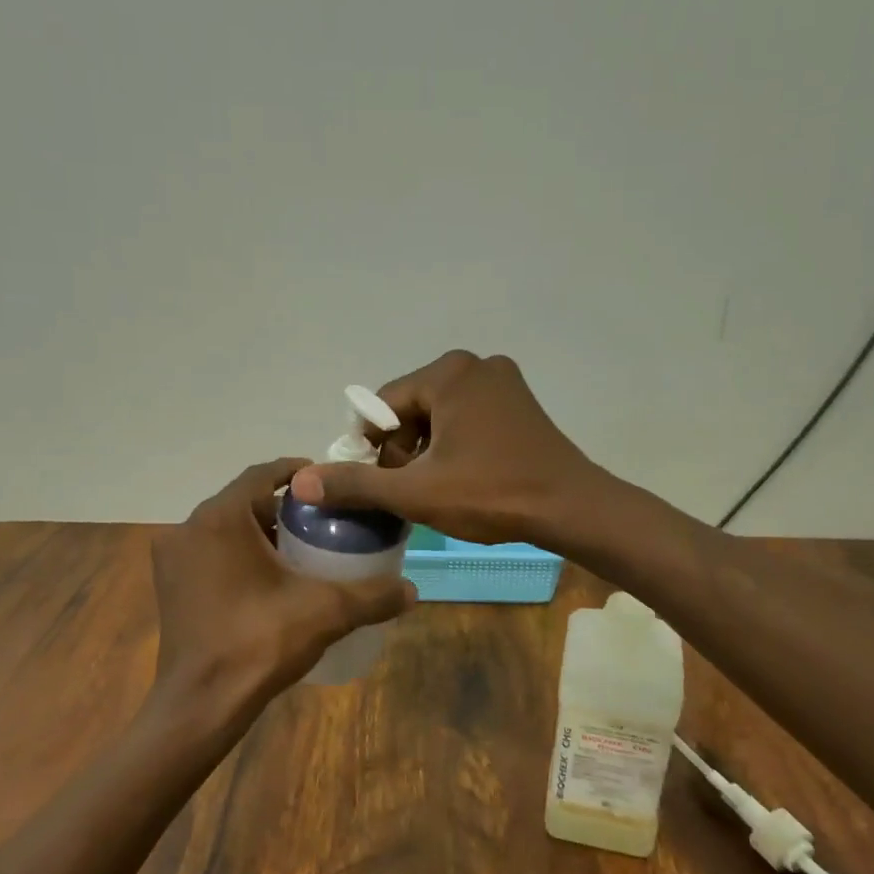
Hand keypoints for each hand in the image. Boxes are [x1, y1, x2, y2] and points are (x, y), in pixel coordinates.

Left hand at [151, 458, 415, 727]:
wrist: (200, 704)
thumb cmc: (258, 643)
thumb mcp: (325, 612)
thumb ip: (372, 596)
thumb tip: (412, 591)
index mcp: (221, 518)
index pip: (263, 474)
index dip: (298, 474)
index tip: (328, 485)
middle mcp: (189, 528)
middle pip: (243, 501)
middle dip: (282, 508)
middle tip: (321, 522)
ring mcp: (173, 558)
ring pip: (224, 528)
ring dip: (259, 532)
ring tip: (301, 550)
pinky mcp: (169, 586)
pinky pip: (209, 553)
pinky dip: (237, 554)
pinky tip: (267, 579)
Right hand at [290, 351, 606, 547]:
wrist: (572, 508)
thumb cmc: (492, 495)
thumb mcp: (416, 492)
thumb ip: (357, 484)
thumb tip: (301, 481)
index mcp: (449, 373)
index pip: (385, 405)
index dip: (374, 448)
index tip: (381, 485)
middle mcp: (476, 365)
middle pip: (413, 408)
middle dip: (403, 450)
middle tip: (412, 491)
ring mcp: (503, 382)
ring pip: (441, 415)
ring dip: (428, 451)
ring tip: (437, 490)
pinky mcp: (520, 403)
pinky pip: (468, 418)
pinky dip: (456, 445)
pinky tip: (465, 477)